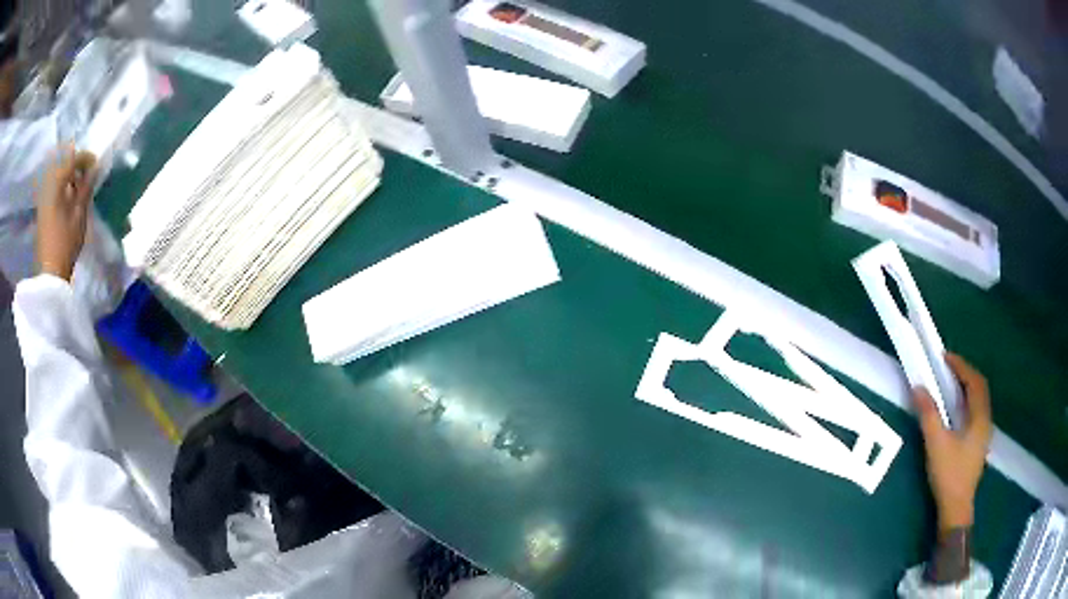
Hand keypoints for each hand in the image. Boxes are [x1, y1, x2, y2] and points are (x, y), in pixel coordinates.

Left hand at [37, 147, 97, 281]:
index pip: (72, 159)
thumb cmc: (66, 244)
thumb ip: (86, 188)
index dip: (85, 158)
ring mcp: (43, 199)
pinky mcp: (42, 211)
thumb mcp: (79, 215)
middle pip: (62, 164)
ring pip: (57, 176)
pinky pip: (53, 188)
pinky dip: (63, 187)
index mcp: (57, 184)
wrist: (50, 275)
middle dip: (76, 164)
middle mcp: (48, 186)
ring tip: (79, 186)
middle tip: (87, 173)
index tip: (96, 165)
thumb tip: (95, 168)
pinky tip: (69, 197)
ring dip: (69, 176)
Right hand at [912, 353, 992, 531]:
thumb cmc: (949, 474)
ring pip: (978, 401)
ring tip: (951, 384)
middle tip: (948, 368)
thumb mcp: (936, 444)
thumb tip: (918, 387)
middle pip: (979, 388)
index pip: (974, 381)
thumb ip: (928, 414)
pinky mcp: (978, 444)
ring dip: (967, 387)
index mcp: (980, 416)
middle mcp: (985, 420)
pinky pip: (976, 412)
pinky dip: (967, 402)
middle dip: (965, 374)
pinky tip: (957, 410)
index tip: (945, 357)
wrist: (956, 508)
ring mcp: (983, 433)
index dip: (961, 366)